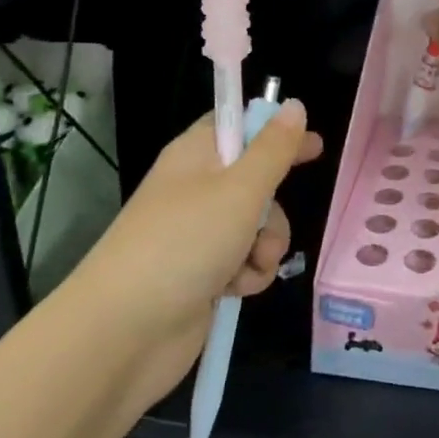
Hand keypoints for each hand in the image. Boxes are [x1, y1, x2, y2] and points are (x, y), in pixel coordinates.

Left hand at [76, 102, 322, 347]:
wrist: (124, 332)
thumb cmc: (184, 244)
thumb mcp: (240, 189)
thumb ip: (274, 149)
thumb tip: (295, 105)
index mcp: (196, 156)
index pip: (240, 126)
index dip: (275, 131)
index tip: (314, 145)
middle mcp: (196, 191)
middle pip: (256, 182)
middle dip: (274, 207)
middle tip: (267, 224)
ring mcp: (198, 235)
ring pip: (257, 226)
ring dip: (266, 245)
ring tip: (249, 264)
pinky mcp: (202, 275)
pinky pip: (245, 262)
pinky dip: (248, 274)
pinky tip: (236, 289)